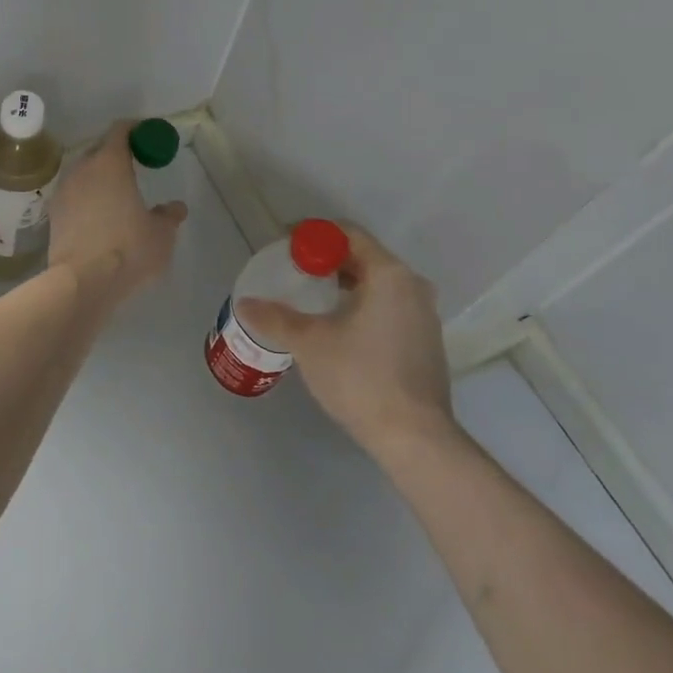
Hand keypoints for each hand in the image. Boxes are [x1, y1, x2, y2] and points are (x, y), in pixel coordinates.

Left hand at [49, 122, 187, 306]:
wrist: (82, 282)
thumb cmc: (128, 248)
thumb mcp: (161, 234)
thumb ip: (169, 216)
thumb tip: (176, 208)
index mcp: (110, 163)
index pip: (120, 130)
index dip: (135, 130)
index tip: (148, 137)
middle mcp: (83, 169)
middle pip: (100, 150)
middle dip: (117, 154)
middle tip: (135, 166)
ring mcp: (64, 191)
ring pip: (84, 173)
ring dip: (99, 177)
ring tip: (116, 194)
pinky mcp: (53, 214)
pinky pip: (74, 195)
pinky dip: (87, 198)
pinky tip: (98, 217)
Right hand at [237, 225, 453, 449]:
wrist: (415, 439)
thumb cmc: (361, 378)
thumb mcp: (309, 343)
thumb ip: (275, 318)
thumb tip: (245, 304)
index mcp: (388, 274)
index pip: (348, 233)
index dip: (314, 234)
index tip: (287, 244)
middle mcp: (412, 285)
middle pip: (364, 256)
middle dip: (328, 259)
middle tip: (296, 269)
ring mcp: (425, 314)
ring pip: (379, 282)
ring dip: (346, 282)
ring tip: (313, 296)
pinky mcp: (427, 340)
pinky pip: (390, 305)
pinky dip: (363, 303)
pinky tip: (340, 324)